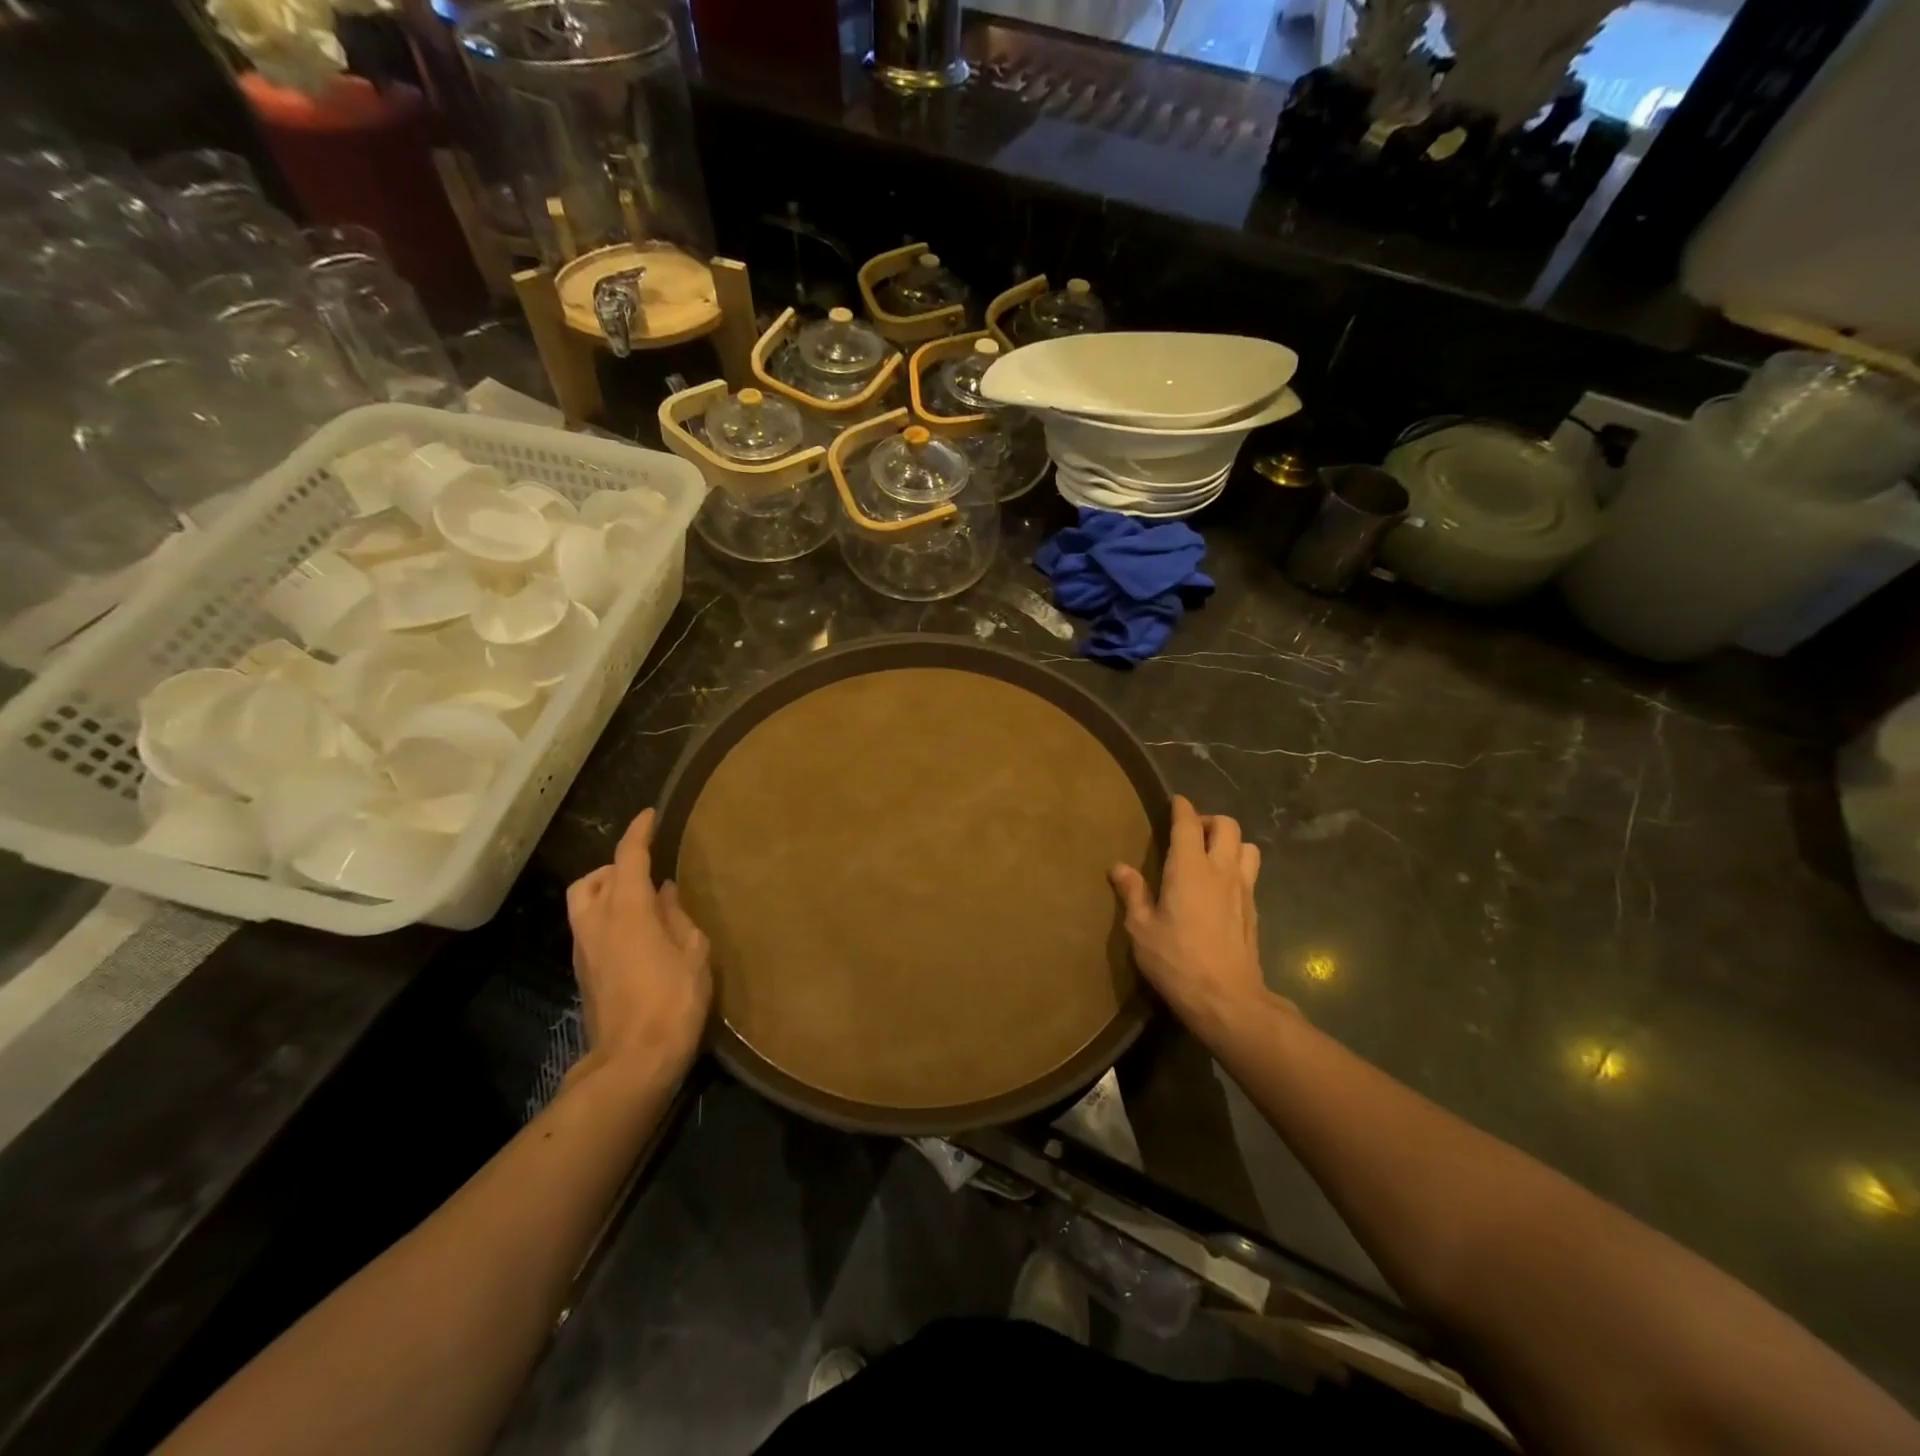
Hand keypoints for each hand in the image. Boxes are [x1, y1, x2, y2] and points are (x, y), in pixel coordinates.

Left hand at [566, 808, 712, 1084]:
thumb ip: (678, 915)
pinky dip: (606, 917)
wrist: (633, 1059)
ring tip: (638, 900)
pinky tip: (634, 933)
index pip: (629, 857)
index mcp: (627, 908)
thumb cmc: (673, 998)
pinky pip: (588, 928)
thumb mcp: (693, 951)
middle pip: (592, 879)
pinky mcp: (583, 973)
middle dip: (614, 866)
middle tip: (644, 869)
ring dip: (605, 891)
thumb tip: (665, 893)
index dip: (639, 832)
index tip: (649, 815)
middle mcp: (596, 921)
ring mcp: (584, 949)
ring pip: (583, 903)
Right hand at [1110, 795, 1270, 1036]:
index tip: (1175, 801)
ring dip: (1230, 842)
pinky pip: (1250, 873)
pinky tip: (1221, 887)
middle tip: (1189, 833)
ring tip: (1211, 856)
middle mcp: (1221, 870)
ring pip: (1247, 846)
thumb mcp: (1141, 929)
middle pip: (1227, 825)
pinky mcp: (1254, 910)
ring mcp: (1243, 889)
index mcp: (1190, 869)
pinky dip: (1237, 868)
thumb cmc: (1176, 961)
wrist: (1227, 999)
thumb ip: (1132, 893)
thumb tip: (1118, 867)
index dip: (1181, 808)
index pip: (1188, 823)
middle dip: (1208, 820)